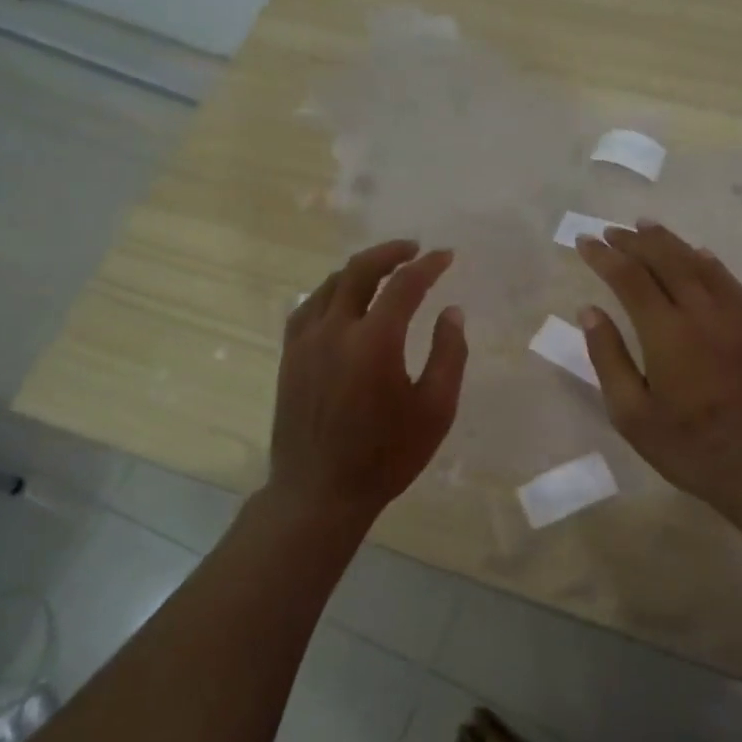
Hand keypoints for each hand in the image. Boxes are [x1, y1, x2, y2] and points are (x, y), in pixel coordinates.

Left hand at [267, 240, 467, 523]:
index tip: (446, 256)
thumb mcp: (435, 410)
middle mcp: (336, 330)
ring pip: (330, 284)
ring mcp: (306, 342)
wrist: (320, 491)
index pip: (404, 285)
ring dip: (359, 269)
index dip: (428, 265)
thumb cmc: (386, 455)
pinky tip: (339, 299)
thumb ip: (448, 354)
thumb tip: (452, 312)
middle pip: (360, 270)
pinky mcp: (289, 356)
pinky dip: (329, 292)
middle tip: (414, 249)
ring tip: (382, 269)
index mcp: (375, 341)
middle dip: (390, 252)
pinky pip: (307, 307)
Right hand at [575, 222, 741, 514]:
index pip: (630, 279)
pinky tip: (698, 254)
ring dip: (669, 242)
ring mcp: (732, 319)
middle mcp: (701, 314)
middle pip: (666, 261)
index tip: (585, 242)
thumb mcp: (632, 415)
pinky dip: (708, 262)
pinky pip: (728, 282)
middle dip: (635, 241)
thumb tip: (589, 311)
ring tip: (645, 226)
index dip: (605, 257)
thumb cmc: (689, 447)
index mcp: (667, 334)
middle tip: (611, 231)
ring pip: (698, 264)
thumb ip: (609, 358)